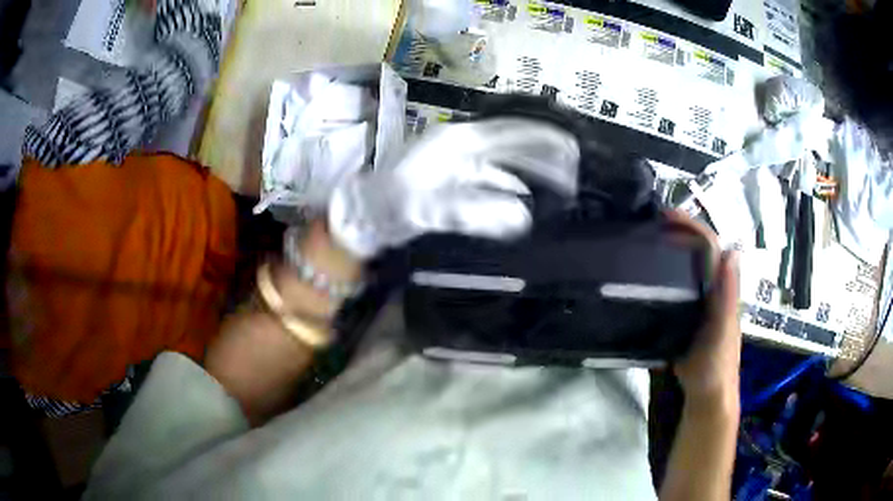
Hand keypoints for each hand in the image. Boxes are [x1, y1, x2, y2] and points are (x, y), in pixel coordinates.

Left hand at [327, 118, 579, 258]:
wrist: (363, 213)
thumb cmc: (391, 205)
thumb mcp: (429, 209)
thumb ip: (474, 212)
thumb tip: (521, 217)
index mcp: (459, 142)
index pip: (512, 134)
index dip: (543, 140)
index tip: (571, 150)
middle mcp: (463, 145)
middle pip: (513, 145)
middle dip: (543, 157)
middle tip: (572, 171)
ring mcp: (459, 161)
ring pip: (504, 162)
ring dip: (530, 173)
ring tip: (557, 187)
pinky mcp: (454, 178)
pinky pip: (491, 179)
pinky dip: (510, 188)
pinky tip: (523, 201)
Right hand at [666, 212, 741, 409]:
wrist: (707, 396)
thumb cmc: (716, 367)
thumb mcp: (723, 333)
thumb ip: (728, 297)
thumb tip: (731, 251)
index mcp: (722, 288)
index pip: (711, 247)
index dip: (692, 228)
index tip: (665, 217)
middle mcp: (713, 289)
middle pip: (699, 252)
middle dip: (678, 232)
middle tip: (648, 225)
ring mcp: (700, 304)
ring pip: (688, 268)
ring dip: (671, 249)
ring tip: (644, 242)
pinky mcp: (688, 317)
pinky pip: (678, 287)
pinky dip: (665, 274)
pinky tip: (647, 277)